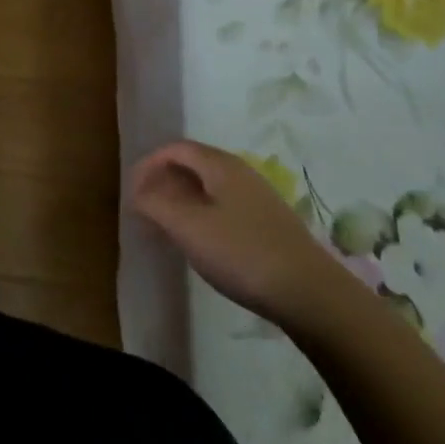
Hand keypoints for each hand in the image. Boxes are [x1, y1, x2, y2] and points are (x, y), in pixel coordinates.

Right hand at [131, 141, 348, 327]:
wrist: (311, 294)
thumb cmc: (242, 253)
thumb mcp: (189, 228)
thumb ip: (156, 205)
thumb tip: (139, 192)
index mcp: (220, 165)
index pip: (176, 149)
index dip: (149, 164)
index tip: (132, 190)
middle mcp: (240, 173)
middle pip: (194, 164)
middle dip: (165, 181)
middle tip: (146, 207)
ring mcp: (259, 198)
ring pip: (210, 187)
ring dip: (183, 200)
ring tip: (168, 226)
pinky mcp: (270, 224)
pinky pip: (225, 206)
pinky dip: (203, 215)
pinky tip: (202, 243)